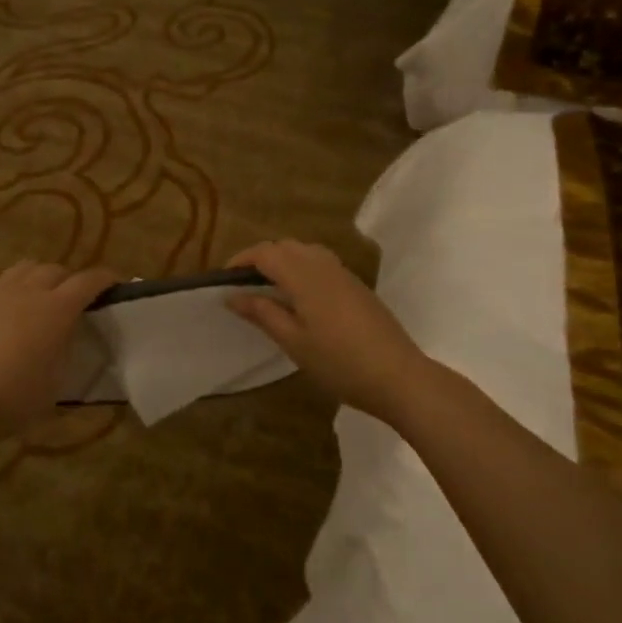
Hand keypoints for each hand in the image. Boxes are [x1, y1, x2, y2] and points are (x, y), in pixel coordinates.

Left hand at [0, 261, 120, 446]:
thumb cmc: (14, 399)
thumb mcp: (56, 383)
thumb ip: (66, 352)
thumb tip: (66, 337)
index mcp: (57, 309)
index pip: (89, 281)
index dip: (105, 279)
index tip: (115, 284)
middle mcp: (29, 291)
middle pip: (55, 270)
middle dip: (69, 279)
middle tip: (73, 299)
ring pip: (23, 267)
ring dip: (37, 276)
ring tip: (38, 293)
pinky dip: (4, 280)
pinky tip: (3, 295)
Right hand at [226, 241, 430, 420]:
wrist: (398, 376)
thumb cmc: (339, 362)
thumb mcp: (293, 341)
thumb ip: (262, 313)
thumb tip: (232, 295)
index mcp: (304, 275)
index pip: (265, 253)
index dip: (241, 260)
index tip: (223, 279)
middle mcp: (323, 265)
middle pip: (285, 246)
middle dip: (260, 258)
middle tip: (242, 285)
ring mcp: (343, 273)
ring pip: (305, 251)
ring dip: (282, 261)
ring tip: (268, 289)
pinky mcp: (356, 286)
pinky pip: (321, 263)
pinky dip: (301, 268)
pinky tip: (299, 297)